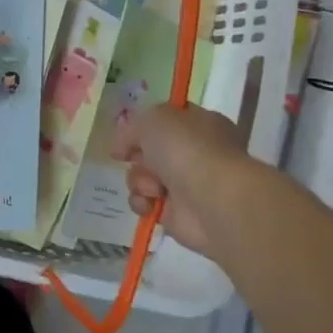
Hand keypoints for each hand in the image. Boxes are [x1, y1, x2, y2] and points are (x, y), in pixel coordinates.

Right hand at [116, 104, 261, 256]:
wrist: (211, 198)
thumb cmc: (187, 149)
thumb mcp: (152, 119)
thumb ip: (131, 128)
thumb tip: (121, 148)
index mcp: (199, 124)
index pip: (167, 121)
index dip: (144, 127)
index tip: (127, 135)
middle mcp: (194, 153)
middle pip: (149, 151)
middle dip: (138, 156)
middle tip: (137, 159)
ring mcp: (186, 184)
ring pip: (143, 177)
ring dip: (138, 180)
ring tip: (153, 187)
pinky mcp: (176, 213)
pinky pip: (145, 203)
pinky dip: (142, 202)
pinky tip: (150, 203)